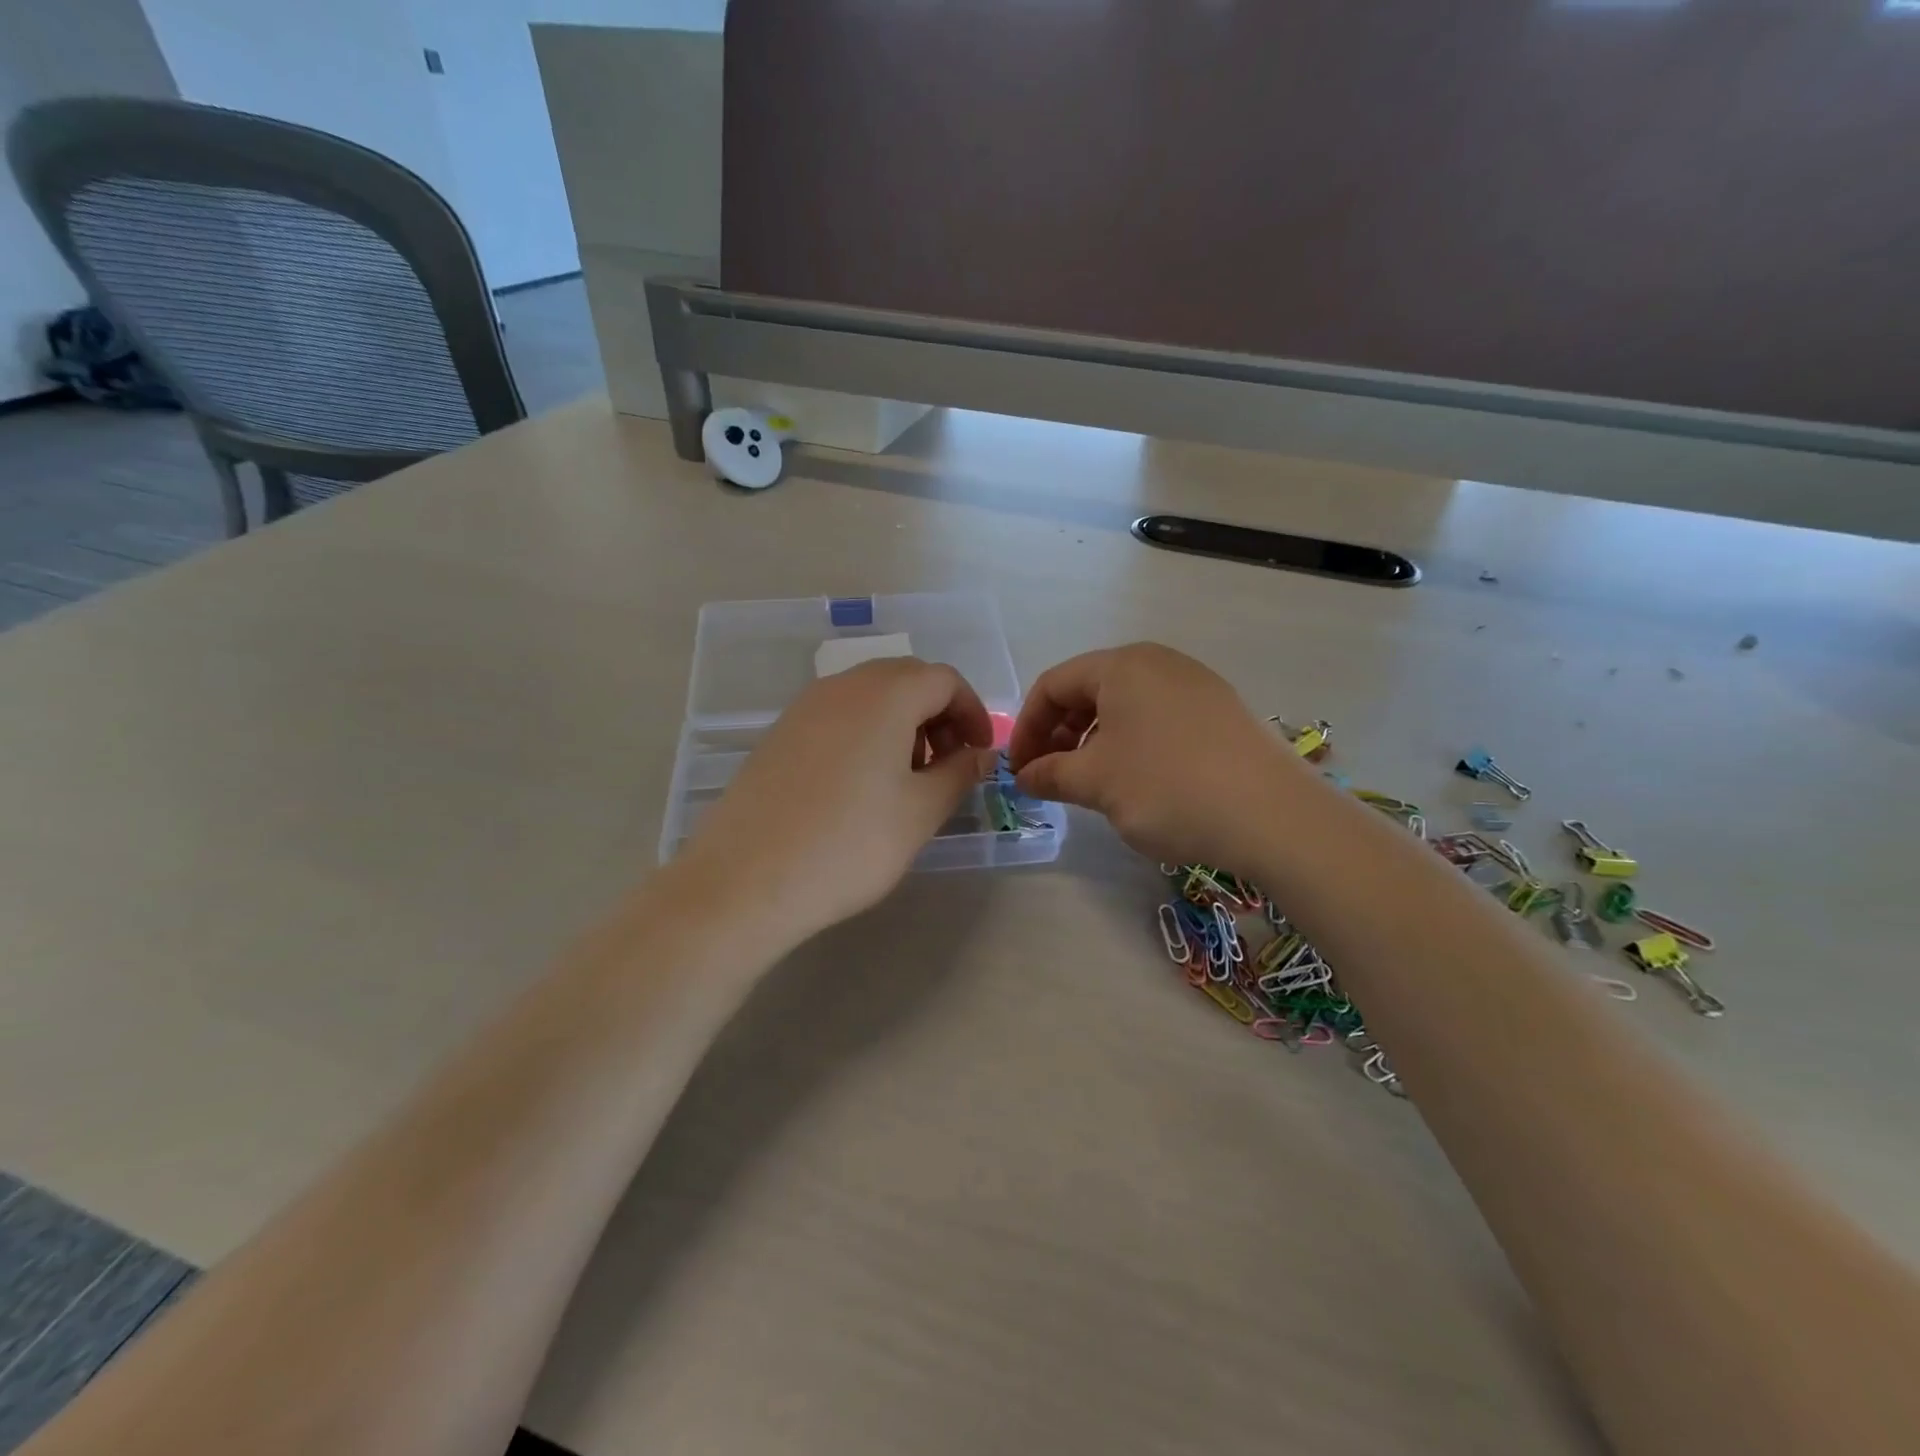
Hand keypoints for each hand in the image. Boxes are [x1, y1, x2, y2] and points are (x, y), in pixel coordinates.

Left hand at [682, 658, 994, 945]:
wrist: (746, 880)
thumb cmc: (849, 844)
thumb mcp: (920, 812)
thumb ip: (959, 773)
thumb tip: (981, 754)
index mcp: (885, 694)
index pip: (944, 679)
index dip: (972, 712)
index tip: (980, 755)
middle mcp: (843, 686)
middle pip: (906, 679)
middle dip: (938, 715)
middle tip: (947, 765)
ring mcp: (804, 708)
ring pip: (869, 696)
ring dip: (901, 724)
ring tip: (905, 779)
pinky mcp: (779, 734)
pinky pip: (837, 716)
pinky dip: (865, 734)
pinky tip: (861, 786)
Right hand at [1009, 643, 1301, 870]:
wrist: (1274, 816)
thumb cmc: (1168, 787)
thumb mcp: (1096, 782)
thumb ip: (1050, 774)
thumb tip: (1024, 776)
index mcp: (1122, 665)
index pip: (1053, 684)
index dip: (1027, 727)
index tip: (1019, 770)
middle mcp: (1159, 662)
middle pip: (1089, 691)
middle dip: (1060, 734)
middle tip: (1050, 778)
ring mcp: (1195, 685)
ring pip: (1124, 707)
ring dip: (1094, 742)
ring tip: (1091, 784)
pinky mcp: (1221, 713)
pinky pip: (1157, 719)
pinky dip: (1131, 745)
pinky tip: (1137, 782)